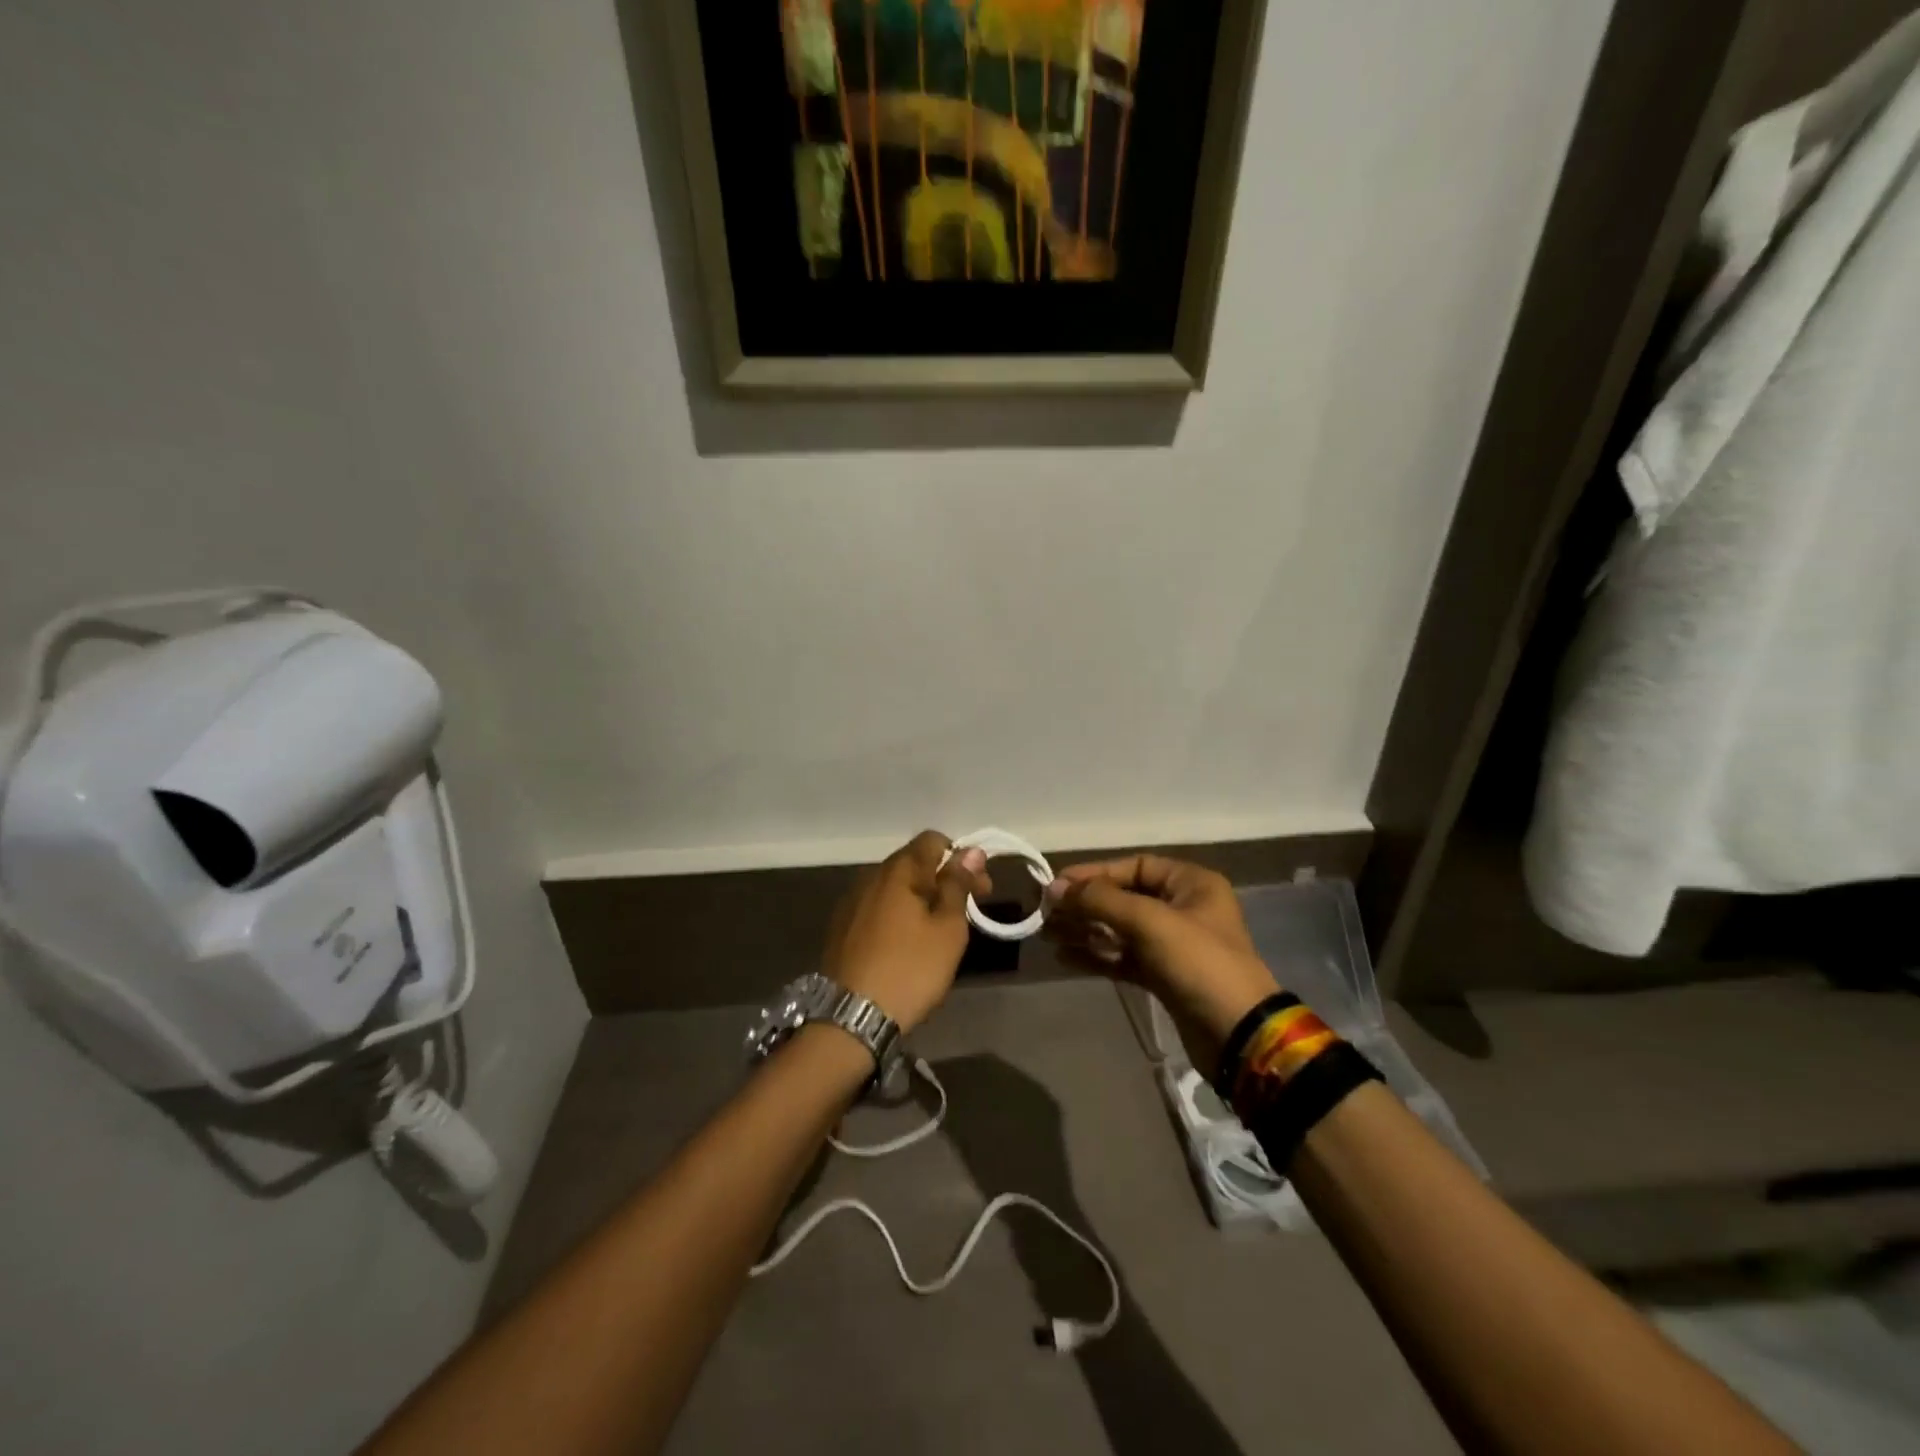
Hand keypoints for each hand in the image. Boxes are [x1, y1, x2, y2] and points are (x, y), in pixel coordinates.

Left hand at [821, 831, 990, 1034]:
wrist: (851, 1018)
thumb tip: (971, 851)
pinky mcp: (842, 928)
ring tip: (940, 931)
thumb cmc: (910, 969)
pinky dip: (899, 915)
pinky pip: (878, 908)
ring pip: (895, 887)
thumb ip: (958, 885)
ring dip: (922, 898)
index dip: (961, 857)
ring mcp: (852, 902)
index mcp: (898, 870)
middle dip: (944, 879)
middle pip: (913, 863)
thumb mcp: (948, 929)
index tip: (978, 888)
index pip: (932, 840)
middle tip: (968, 911)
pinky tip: (908, 943)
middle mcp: (871, 877)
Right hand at [1043, 855, 1278, 1072]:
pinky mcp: (1164, 977)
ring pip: (1120, 930)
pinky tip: (1064, 956)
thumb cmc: (1198, 963)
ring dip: (1085, 930)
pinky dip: (1096, 956)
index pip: (1134, 866)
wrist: (1237, 1034)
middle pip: (1124, 898)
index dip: (1095, 873)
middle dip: (1084, 904)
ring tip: (1046, 933)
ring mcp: (1173, 945)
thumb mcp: (1149, 921)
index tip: (1058, 885)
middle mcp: (1183, 908)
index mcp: (1191, 884)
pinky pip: (1123, 957)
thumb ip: (1100, 900)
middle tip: (1045, 912)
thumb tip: (1055, 887)